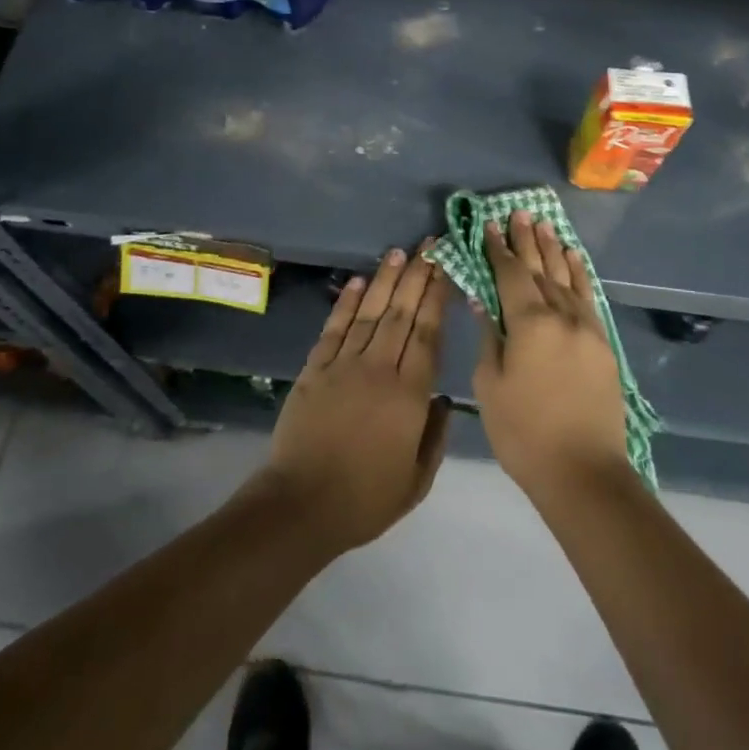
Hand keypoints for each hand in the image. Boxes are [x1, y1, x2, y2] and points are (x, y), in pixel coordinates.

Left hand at [255, 242, 451, 555]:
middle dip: (417, 276)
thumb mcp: (417, 480)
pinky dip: (346, 303)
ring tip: (399, 253)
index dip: (437, 297)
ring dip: (386, 281)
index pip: (428, 334)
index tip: (446, 268)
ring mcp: (344, 365)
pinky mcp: (315, 369)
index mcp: (409, 395)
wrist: (302, 504)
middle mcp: (379, 369)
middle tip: (429, 245)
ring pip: (370, 313)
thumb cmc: (365, 499)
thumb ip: (435, 436)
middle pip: (402, 314)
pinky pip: (334, 329)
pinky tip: (359, 282)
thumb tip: (444, 400)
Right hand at [472, 211, 629, 503]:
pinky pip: (588, 297)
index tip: (488, 224)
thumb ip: (489, 338)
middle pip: (540, 268)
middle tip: (517, 212)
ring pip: (566, 277)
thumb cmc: (524, 432)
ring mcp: (586, 327)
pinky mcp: (602, 343)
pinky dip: (579, 274)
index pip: (509, 274)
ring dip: (552, 249)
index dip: (497, 248)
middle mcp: (560, 315)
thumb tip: (483, 301)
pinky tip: (573, 259)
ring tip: (543, 224)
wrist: (584, 472)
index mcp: (529, 323)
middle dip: (526, 240)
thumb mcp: (491, 386)